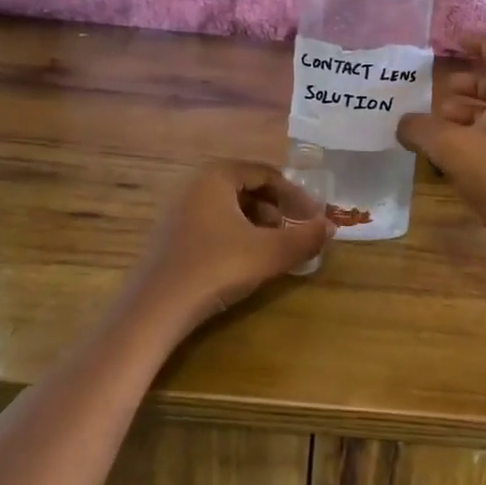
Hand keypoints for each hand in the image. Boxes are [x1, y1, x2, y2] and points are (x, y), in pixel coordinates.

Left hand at [121, 162, 332, 337]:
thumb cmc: (215, 268)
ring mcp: (178, 209)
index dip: (296, 195)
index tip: (313, 218)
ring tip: (272, 249)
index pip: (267, 174)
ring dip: (257, 224)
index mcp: (216, 175)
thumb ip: (305, 239)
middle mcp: (194, 184)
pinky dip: (236, 234)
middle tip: (294, 233)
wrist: (154, 310)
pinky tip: (244, 261)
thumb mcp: (268, 254)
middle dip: (277, 209)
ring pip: (230, 207)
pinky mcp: (170, 235)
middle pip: (248, 187)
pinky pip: (212, 222)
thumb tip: (331, 228)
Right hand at [397, 36, 485, 279]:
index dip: (484, 44)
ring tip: (435, 121)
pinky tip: (443, 151)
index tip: (459, 41)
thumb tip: (402, 123)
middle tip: (442, 89)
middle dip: (469, 83)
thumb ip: (421, 129)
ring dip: (464, 112)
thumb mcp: (450, 146)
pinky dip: (466, 137)